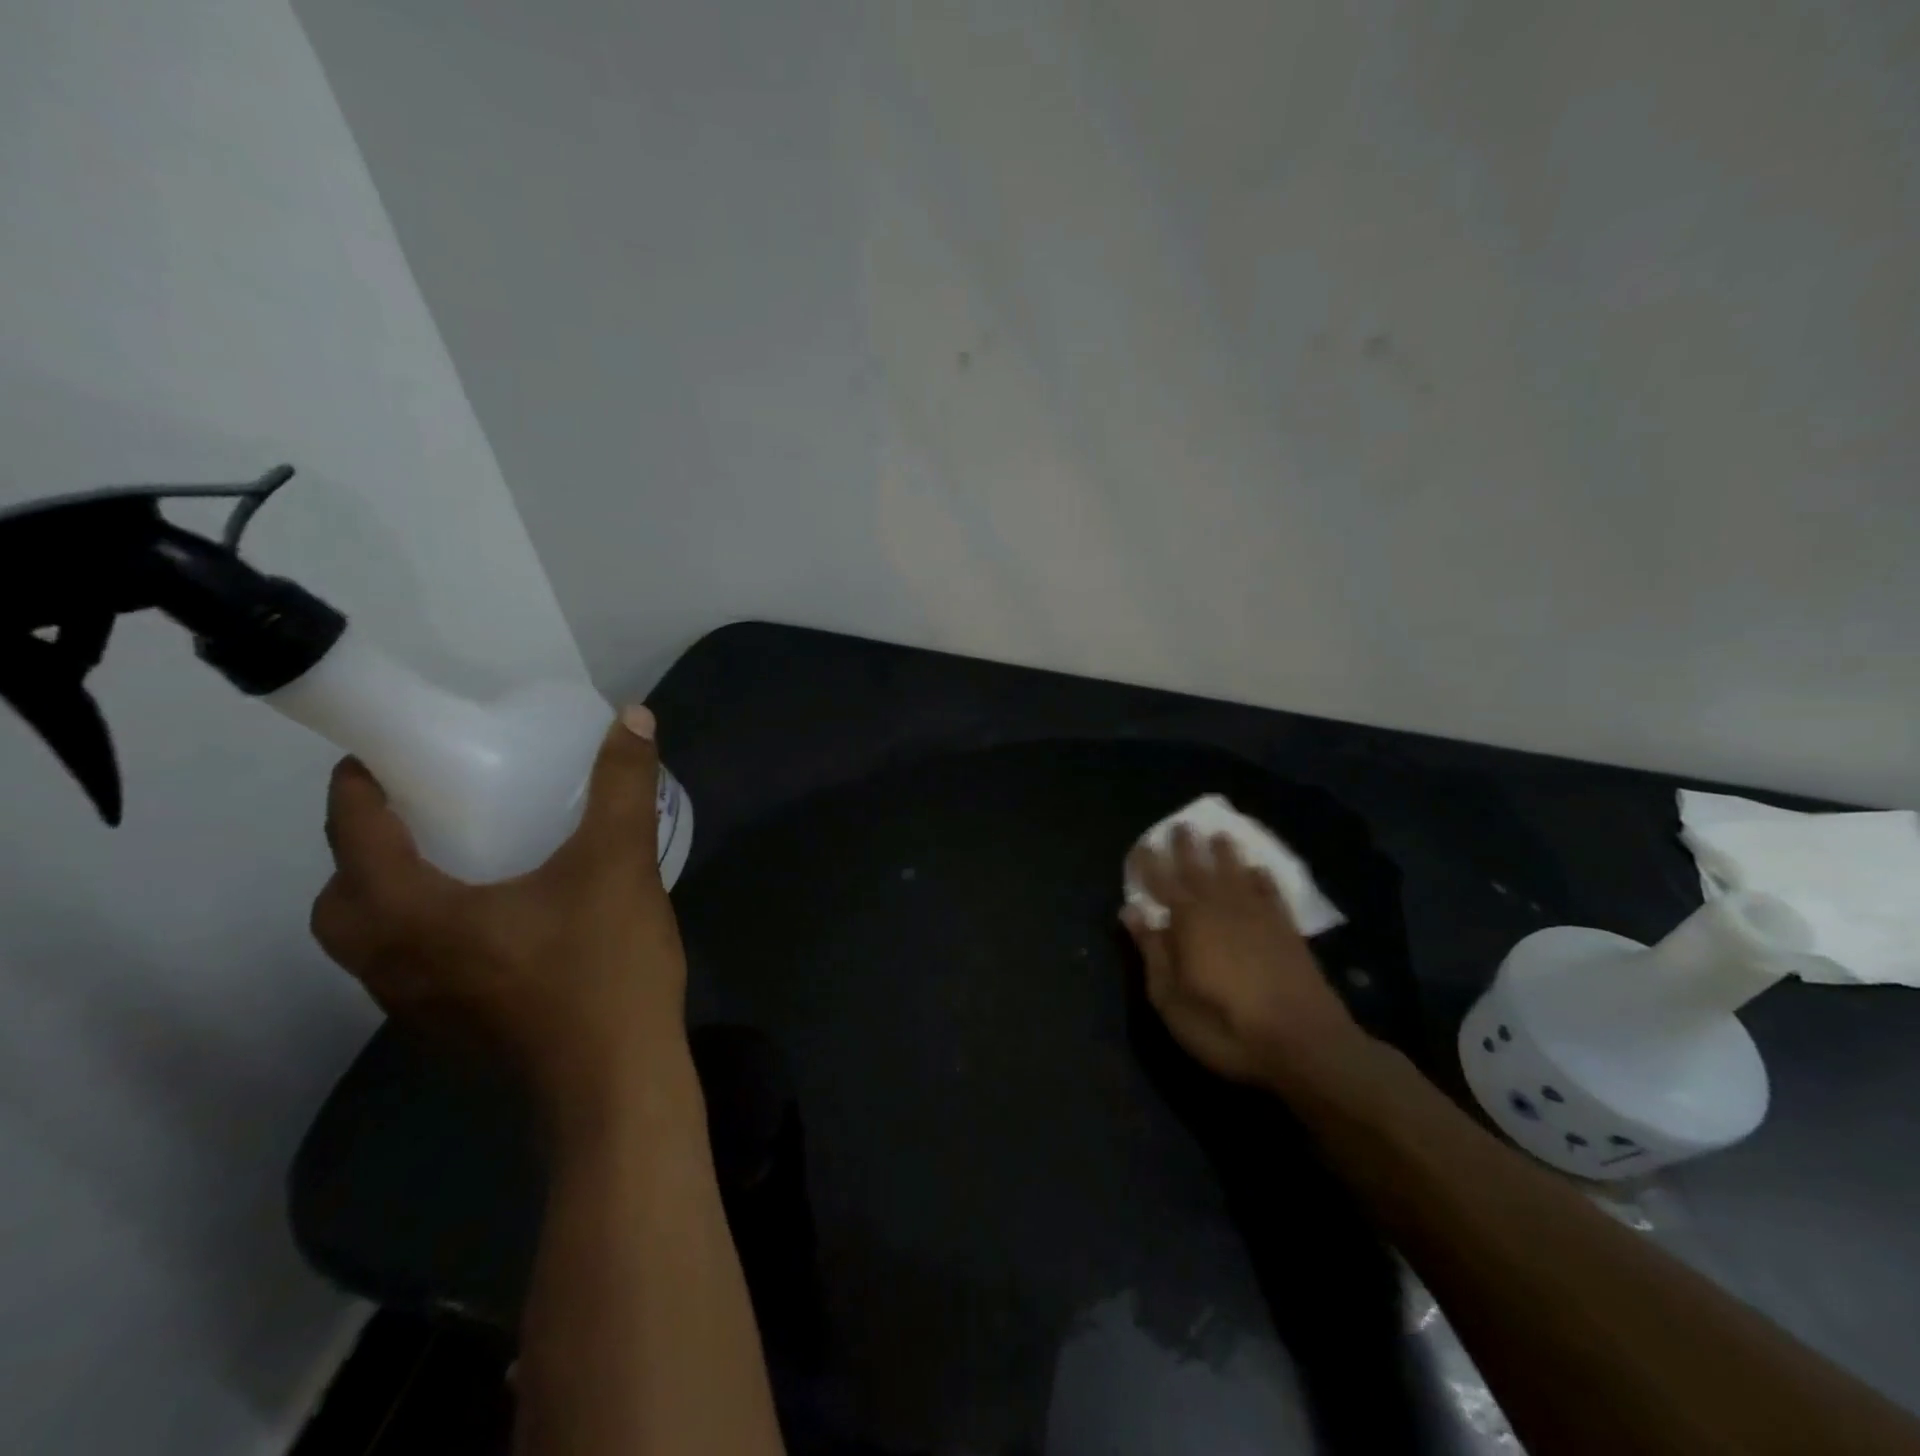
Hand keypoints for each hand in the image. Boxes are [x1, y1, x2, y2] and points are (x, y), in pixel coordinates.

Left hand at [311, 705, 689, 1121]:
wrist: (617, 1084)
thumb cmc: (602, 968)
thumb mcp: (618, 863)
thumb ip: (621, 786)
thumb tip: (633, 716)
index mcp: (410, 914)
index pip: (352, 835)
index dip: (357, 787)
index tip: (385, 754)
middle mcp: (390, 964)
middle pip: (342, 897)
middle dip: (366, 847)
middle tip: (426, 813)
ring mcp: (416, 1008)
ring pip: (372, 940)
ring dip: (393, 895)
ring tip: (462, 862)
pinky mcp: (451, 1033)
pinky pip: (411, 968)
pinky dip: (427, 933)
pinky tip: (501, 923)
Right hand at [1122, 827, 1372, 1094]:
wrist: (1304, 1042)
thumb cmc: (1225, 1026)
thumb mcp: (1171, 999)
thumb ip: (1152, 951)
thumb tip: (1130, 910)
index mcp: (1188, 921)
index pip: (1162, 882)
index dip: (1149, 864)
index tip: (1140, 846)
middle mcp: (1221, 907)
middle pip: (1199, 869)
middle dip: (1186, 847)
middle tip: (1180, 825)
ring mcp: (1258, 915)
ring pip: (1235, 873)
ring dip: (1224, 853)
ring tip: (1218, 835)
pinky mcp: (1286, 929)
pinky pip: (1270, 891)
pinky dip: (1261, 877)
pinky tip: (1258, 868)